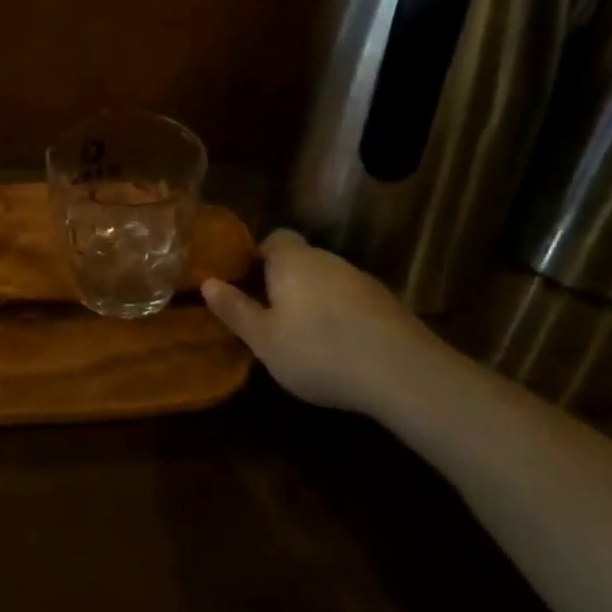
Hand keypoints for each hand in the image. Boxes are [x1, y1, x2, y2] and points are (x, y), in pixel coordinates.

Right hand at [202, 229, 443, 414]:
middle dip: (286, 280)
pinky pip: (353, 300)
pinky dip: (343, 315)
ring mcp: (361, 279)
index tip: (250, 283)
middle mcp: (326, 259)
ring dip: (316, 299)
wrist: (404, 373)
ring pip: (328, 280)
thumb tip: (207, 282)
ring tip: (307, 336)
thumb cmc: (319, 351)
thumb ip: (235, 310)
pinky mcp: (388, 303)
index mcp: (291, 260)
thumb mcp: (264, 340)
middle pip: (301, 259)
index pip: (274, 238)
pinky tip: (342, 347)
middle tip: (273, 315)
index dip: (260, 256)